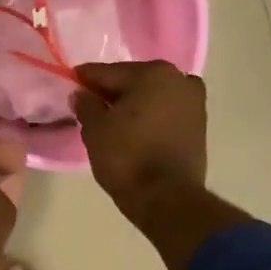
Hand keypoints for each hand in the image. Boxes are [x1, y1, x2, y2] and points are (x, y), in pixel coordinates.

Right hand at [72, 61, 207, 217]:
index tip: (71, 83)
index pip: (108, 72)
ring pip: (153, 97)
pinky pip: (165, 113)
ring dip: (134, 104)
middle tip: (90, 105)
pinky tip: (134, 130)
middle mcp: (178, 79)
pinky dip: (150, 117)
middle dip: (112, 92)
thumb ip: (86, 105)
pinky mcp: (199, 126)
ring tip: (112, 121)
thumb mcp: (95, 129)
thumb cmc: (126, 157)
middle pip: (134, 81)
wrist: (166, 197)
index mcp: (152, 73)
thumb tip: (81, 94)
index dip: (86, 79)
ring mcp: (194, 102)